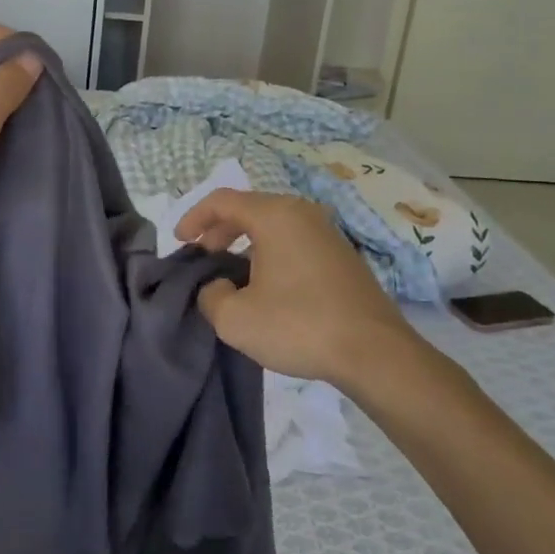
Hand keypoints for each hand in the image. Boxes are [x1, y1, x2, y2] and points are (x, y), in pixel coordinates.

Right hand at [176, 190, 416, 385]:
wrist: (375, 353)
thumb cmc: (299, 326)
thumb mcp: (235, 319)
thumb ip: (210, 295)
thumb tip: (217, 286)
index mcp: (274, 215)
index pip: (222, 200)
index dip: (193, 218)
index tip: (180, 242)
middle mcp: (302, 213)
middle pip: (249, 209)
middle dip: (219, 230)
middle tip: (203, 256)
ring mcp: (327, 232)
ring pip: (273, 226)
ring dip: (245, 243)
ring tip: (231, 273)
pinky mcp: (342, 256)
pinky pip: (294, 241)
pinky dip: (271, 253)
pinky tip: (267, 286)